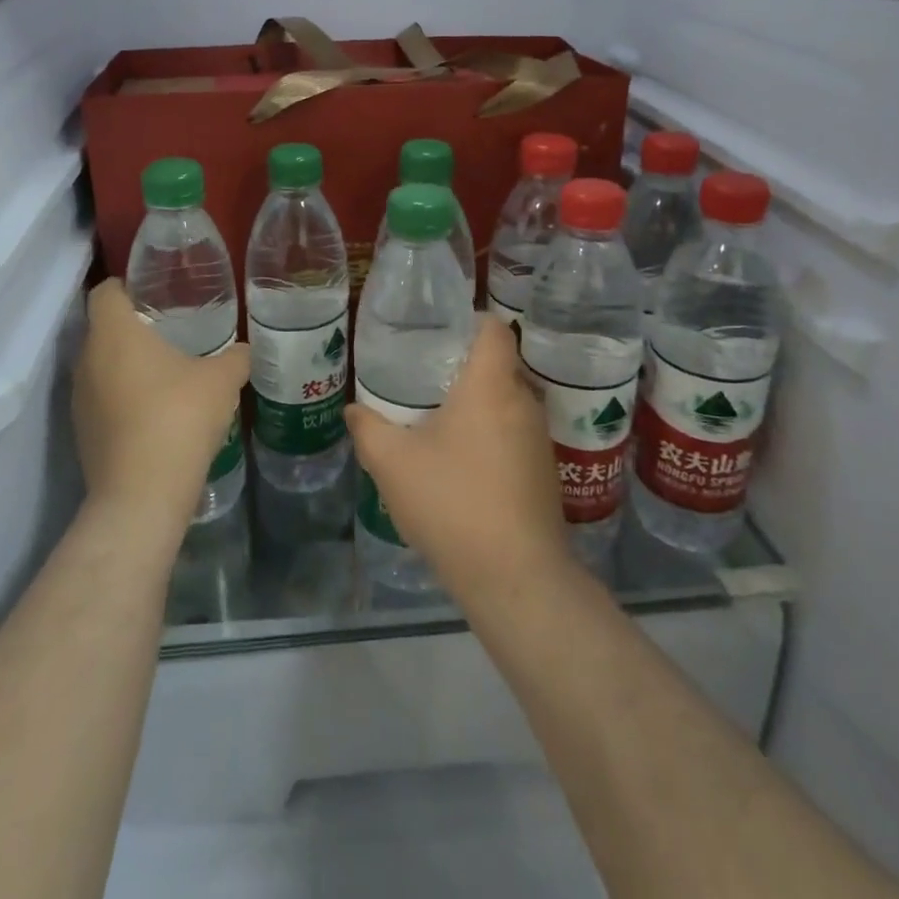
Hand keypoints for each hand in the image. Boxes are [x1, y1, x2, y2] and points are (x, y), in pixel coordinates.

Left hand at [72, 279, 249, 547]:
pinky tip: (156, 411)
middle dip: (133, 326)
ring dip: (127, 364)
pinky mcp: (82, 432)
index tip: (157, 293)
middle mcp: (87, 359)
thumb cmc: (179, 418)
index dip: (128, 286)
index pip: (106, 291)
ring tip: (167, 370)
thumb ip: (235, 357)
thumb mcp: (222, 380)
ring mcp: (80, 398)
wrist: (142, 495)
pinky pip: (102, 399)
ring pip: (101, 365)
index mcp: (114, 333)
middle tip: (172, 329)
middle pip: (103, 328)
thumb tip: (244, 350)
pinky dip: (123, 397)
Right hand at [345, 317, 574, 601]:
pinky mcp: (545, 472)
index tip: (439, 332)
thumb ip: (368, 428)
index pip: (494, 328)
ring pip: (507, 402)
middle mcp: (523, 402)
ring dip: (478, 405)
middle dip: (464, 366)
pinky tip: (463, 464)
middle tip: (425, 376)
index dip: (469, 321)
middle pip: (499, 365)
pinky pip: (515, 434)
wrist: (516, 577)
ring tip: (439, 419)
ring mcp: (539, 439)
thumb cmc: (453, 503)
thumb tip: (354, 410)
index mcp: (491, 386)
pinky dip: (492, 435)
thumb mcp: (392, 464)